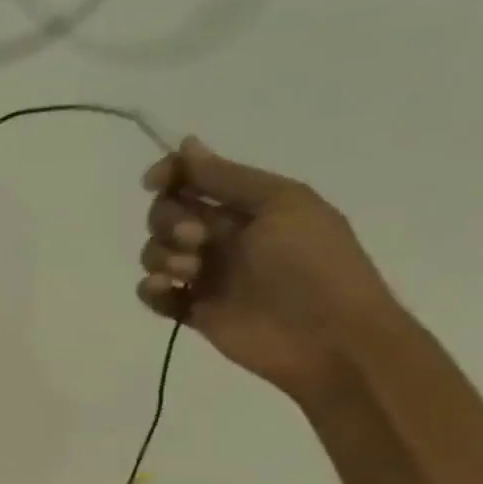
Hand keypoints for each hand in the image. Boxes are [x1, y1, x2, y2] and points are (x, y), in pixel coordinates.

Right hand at [136, 140, 400, 401]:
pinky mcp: (194, 310)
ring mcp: (207, 275)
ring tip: (190, 271)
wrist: (330, 338)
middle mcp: (223, 236)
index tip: (154, 182)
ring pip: (155, 252)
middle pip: (167, 214)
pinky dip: (152, 288)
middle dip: (169, 220)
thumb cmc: (312, 264)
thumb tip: (186, 144)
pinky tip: (168, 290)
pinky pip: (154, 293)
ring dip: (162, 255)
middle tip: (197, 239)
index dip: (170, 175)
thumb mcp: (280, 204)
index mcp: (248, 206)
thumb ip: (226, 178)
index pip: (194, 180)